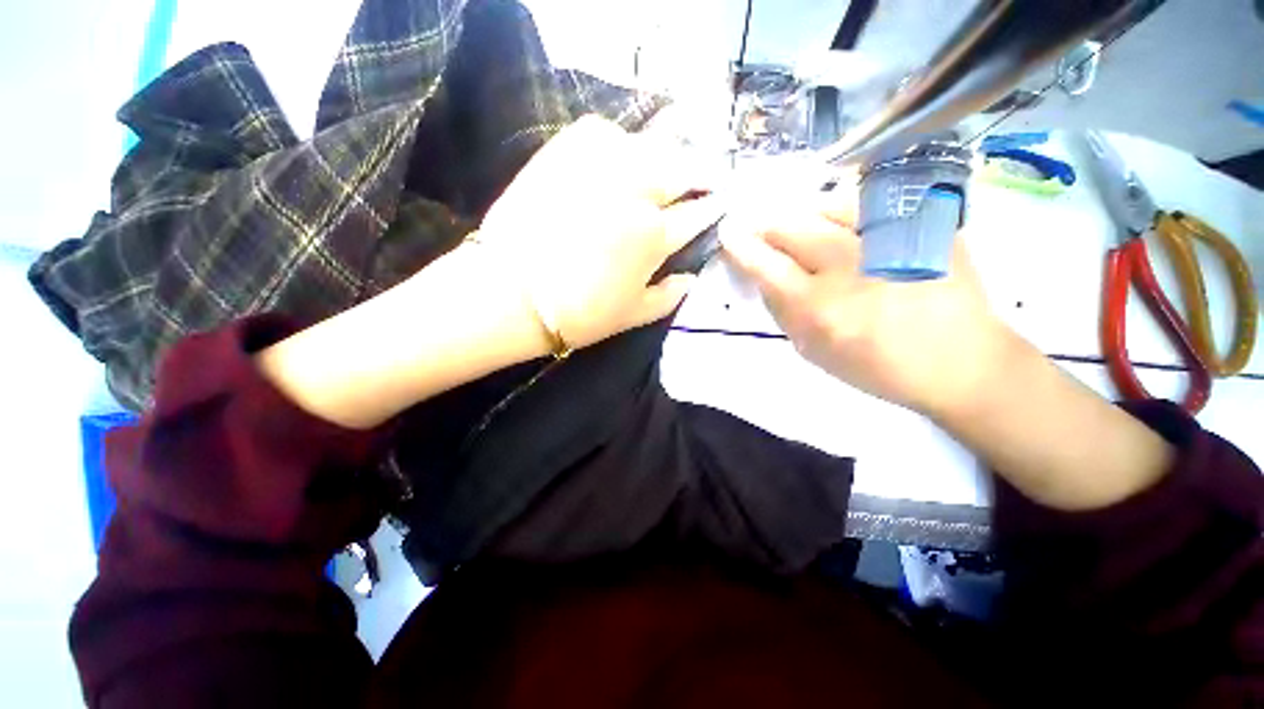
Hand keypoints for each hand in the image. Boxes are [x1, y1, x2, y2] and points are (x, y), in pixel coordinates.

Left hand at [476, 115, 720, 348]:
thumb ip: (670, 295)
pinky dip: (624, 140)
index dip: (712, 208)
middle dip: (702, 173)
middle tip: (708, 177)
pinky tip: (624, 153)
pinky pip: (608, 131)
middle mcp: (635, 190)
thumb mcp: (634, 315)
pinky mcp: (567, 149)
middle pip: (683, 168)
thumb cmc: (578, 312)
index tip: (721, 204)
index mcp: (653, 235)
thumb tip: (690, 277)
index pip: (697, 214)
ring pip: (652, 143)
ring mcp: (601, 163)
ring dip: (670, 153)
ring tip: (672, 162)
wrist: (512, 292)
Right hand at [721, 194, 1011, 417]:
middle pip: (792, 226)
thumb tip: (764, 276)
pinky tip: (847, 221)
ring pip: (828, 205)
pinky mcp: (923, 226)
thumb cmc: (877, 366)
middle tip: (764, 229)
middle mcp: (849, 268)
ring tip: (809, 228)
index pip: (766, 265)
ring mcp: (890, 241)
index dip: (742, 245)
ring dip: (807, 215)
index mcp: (819, 309)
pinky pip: (872, 202)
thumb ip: (783, 312)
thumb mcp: (813, 351)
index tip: (729, 230)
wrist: (959, 361)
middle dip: (769, 225)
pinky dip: (848, 207)